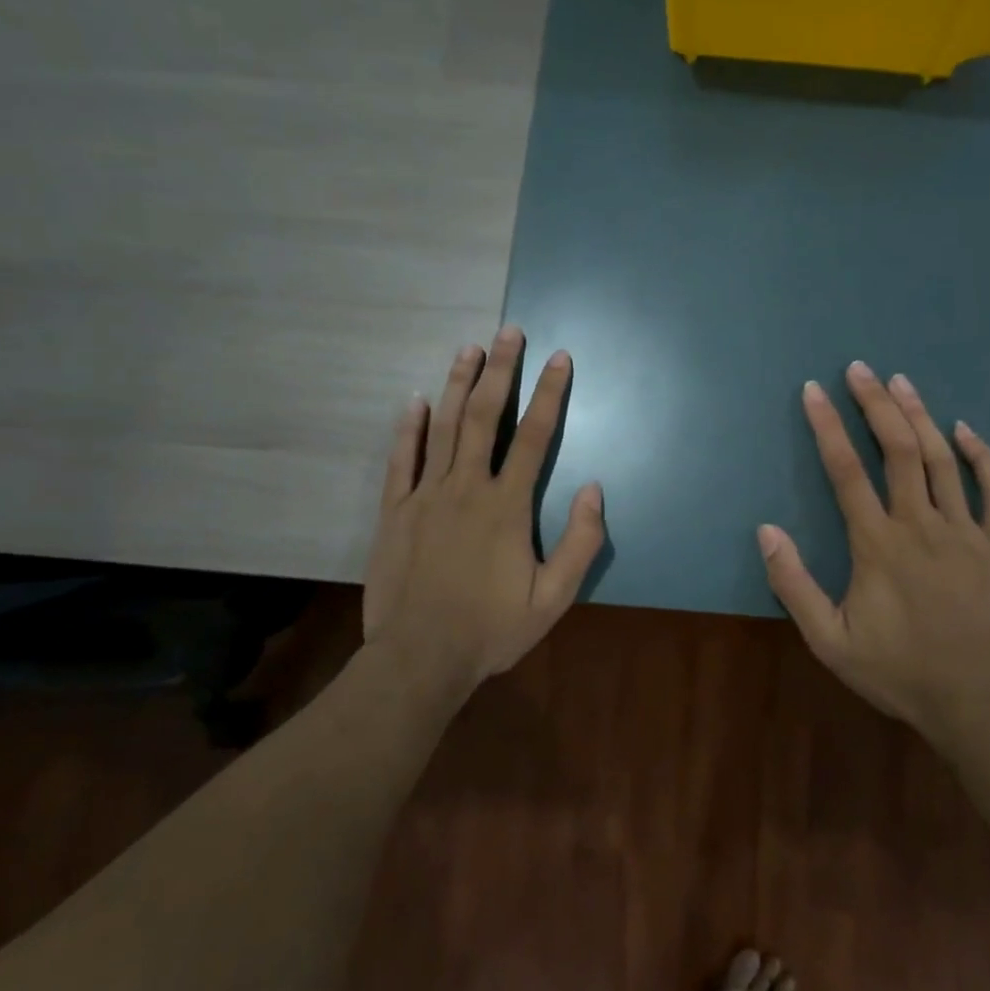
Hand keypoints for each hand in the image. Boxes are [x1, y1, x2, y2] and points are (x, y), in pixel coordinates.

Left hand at [362, 326, 604, 689]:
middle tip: (509, 332)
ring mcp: (425, 496)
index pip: (535, 437)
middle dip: (500, 371)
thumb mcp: (553, 599)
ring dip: (458, 385)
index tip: (559, 359)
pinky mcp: (395, 512)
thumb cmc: (491, 629)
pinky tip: (416, 399)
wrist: (419, 659)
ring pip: (444, 428)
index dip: (550, 394)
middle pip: (486, 417)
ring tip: (469, 349)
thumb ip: (580, 543)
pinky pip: (401, 459)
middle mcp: (466, 488)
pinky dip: (409, 427)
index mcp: (507, 506)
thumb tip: (595, 489)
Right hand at [758, 362, 989, 738]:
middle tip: (859, 369)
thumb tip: (767, 530)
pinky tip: (965, 429)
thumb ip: (794, 584)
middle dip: (874, 404)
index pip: (845, 471)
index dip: (827, 426)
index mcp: (877, 545)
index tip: (813, 391)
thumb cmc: (900, 673)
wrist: (980, 705)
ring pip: (942, 459)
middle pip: (896, 449)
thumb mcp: (830, 641)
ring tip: (901, 381)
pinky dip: (981, 455)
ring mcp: (967, 532)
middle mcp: (921, 525)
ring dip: (919, 415)